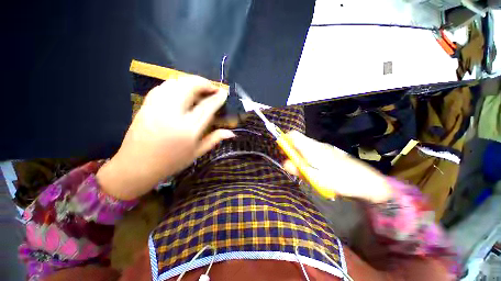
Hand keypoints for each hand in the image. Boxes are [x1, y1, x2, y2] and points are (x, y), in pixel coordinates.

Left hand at [97, 76, 234, 199]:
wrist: (136, 166)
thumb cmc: (171, 162)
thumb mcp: (196, 153)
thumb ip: (214, 139)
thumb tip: (231, 132)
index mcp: (188, 129)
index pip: (206, 107)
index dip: (217, 97)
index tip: (224, 92)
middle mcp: (172, 114)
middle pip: (189, 87)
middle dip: (204, 83)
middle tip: (213, 88)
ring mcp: (156, 107)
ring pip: (175, 83)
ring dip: (190, 81)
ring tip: (199, 88)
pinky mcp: (146, 105)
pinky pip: (163, 86)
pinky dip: (176, 84)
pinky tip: (182, 90)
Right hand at [282, 131, 391, 202]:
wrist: (367, 183)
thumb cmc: (340, 180)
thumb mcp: (315, 177)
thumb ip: (299, 169)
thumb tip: (285, 163)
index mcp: (312, 148)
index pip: (293, 135)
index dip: (285, 139)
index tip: (282, 150)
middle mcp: (317, 145)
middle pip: (298, 142)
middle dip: (293, 152)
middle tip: (295, 167)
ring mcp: (325, 148)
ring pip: (306, 148)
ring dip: (301, 157)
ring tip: (307, 172)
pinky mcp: (330, 153)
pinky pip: (314, 152)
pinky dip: (309, 159)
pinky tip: (316, 170)